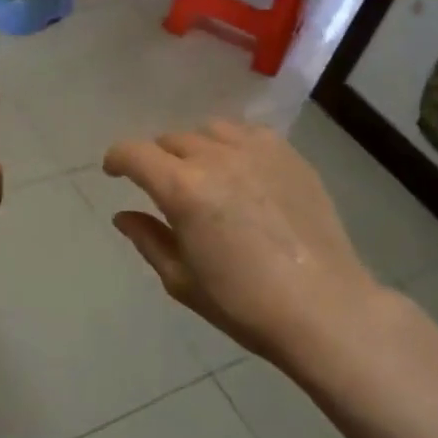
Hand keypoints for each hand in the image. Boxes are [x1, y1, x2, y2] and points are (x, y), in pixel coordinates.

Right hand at [102, 119, 383, 362]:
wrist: (323, 307)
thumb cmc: (243, 304)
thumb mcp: (182, 280)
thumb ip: (148, 239)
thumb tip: (123, 215)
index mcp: (183, 189)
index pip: (135, 153)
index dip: (117, 159)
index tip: (114, 172)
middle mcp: (217, 157)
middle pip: (171, 139)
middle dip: (157, 159)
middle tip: (162, 187)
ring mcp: (258, 151)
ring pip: (210, 130)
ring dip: (195, 148)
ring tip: (203, 175)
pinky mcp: (289, 155)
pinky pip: (248, 133)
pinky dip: (232, 145)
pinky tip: (241, 172)